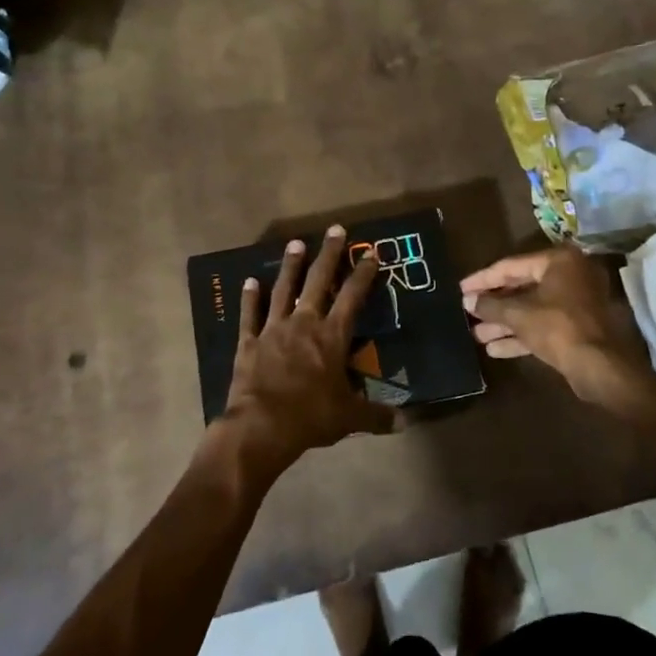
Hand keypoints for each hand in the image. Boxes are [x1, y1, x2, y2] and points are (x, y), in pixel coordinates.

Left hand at [219, 225, 392, 471]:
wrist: (262, 426)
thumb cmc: (311, 417)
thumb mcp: (350, 417)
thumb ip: (377, 415)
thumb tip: (406, 423)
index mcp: (332, 337)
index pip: (352, 297)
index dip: (363, 275)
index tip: (370, 253)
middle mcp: (304, 324)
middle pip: (318, 282)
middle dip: (329, 255)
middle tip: (335, 229)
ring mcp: (273, 330)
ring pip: (283, 290)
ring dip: (290, 266)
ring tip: (295, 243)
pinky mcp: (249, 342)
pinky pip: (250, 315)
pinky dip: (249, 297)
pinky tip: (249, 280)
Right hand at [459, 246, 655, 405]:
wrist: (599, 366)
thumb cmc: (558, 327)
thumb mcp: (518, 314)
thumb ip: (491, 305)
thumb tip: (468, 301)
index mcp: (558, 262)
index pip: (511, 266)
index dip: (483, 279)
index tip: (460, 288)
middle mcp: (569, 276)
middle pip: (521, 287)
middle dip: (493, 304)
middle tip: (467, 311)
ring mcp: (575, 303)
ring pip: (531, 309)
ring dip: (503, 322)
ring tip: (475, 334)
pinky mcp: (576, 327)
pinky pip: (542, 325)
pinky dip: (520, 334)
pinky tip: (494, 349)